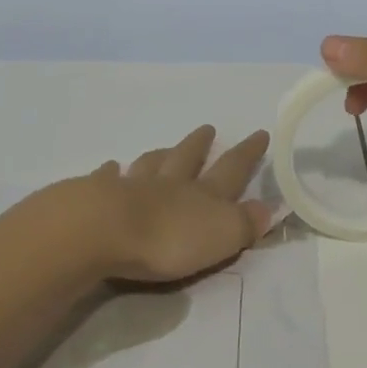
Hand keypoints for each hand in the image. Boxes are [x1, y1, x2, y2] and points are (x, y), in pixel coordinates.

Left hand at [82, 125, 274, 282]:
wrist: (104, 231)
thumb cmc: (168, 239)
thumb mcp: (221, 236)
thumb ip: (244, 224)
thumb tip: (266, 208)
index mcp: (203, 196)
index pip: (231, 170)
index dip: (247, 153)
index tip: (260, 133)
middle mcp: (170, 185)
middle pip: (188, 159)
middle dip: (201, 145)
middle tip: (208, 128)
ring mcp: (133, 186)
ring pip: (151, 165)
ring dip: (161, 155)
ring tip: (165, 148)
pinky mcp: (99, 196)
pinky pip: (109, 178)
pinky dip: (112, 172)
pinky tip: (111, 167)